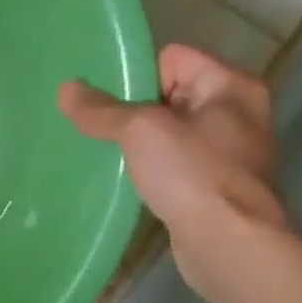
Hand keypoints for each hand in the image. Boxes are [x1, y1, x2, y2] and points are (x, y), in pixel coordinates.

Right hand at [59, 44, 282, 297]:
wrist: (228, 244)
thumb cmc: (192, 174)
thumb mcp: (140, 131)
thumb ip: (101, 110)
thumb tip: (66, 89)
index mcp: (230, 86)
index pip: (172, 58)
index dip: (136, 74)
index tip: (104, 99)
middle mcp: (236, 113)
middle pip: (168, 94)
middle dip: (132, 108)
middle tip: (95, 124)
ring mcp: (228, 152)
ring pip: (168, 132)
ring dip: (138, 142)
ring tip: (104, 151)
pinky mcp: (214, 186)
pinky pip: (173, 163)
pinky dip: (151, 168)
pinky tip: (126, 179)